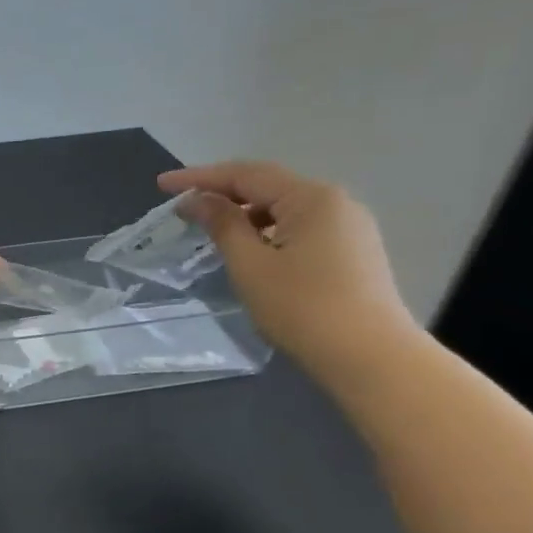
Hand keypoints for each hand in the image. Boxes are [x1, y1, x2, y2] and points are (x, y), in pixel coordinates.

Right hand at [159, 161, 417, 382]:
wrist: (371, 358)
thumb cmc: (302, 308)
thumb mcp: (250, 265)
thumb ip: (222, 225)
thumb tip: (196, 200)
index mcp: (311, 198)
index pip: (246, 174)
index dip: (200, 177)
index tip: (162, 184)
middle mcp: (336, 203)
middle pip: (269, 187)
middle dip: (223, 193)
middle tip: (183, 207)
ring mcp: (350, 227)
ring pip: (286, 209)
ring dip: (246, 214)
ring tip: (211, 229)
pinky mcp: (354, 252)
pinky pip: (301, 228)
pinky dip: (268, 231)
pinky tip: (251, 250)